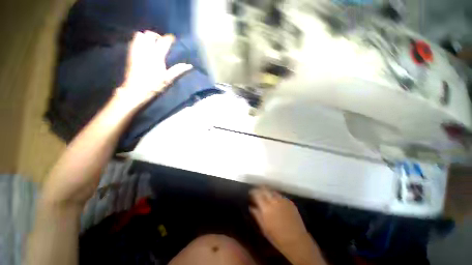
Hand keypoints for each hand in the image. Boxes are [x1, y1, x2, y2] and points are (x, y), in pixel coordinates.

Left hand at [116, 30, 192, 107]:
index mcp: (156, 56)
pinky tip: (144, 47)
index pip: (164, 41)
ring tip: (152, 43)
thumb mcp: (168, 79)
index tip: (174, 39)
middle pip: (150, 34)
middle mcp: (145, 50)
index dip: (169, 38)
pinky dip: (139, 40)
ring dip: (147, 36)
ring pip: (140, 35)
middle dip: (157, 35)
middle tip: (162, 41)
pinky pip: (134, 41)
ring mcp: (136, 51)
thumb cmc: (154, 86)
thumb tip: (189, 65)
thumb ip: (178, 70)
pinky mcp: (130, 54)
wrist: (136, 91)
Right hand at [250, 187, 309, 250]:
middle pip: (265, 189)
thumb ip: (257, 215)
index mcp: (266, 208)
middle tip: (257, 191)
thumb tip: (251, 206)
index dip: (253, 192)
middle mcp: (274, 201)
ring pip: (272, 191)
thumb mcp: (264, 228)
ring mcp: (283, 200)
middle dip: (260, 188)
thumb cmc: (277, 238)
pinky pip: (280, 195)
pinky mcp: (289, 202)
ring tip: (265, 194)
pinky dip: (275, 195)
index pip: (257, 194)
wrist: (297, 241)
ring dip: (267, 191)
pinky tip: (275, 200)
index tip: (251, 192)